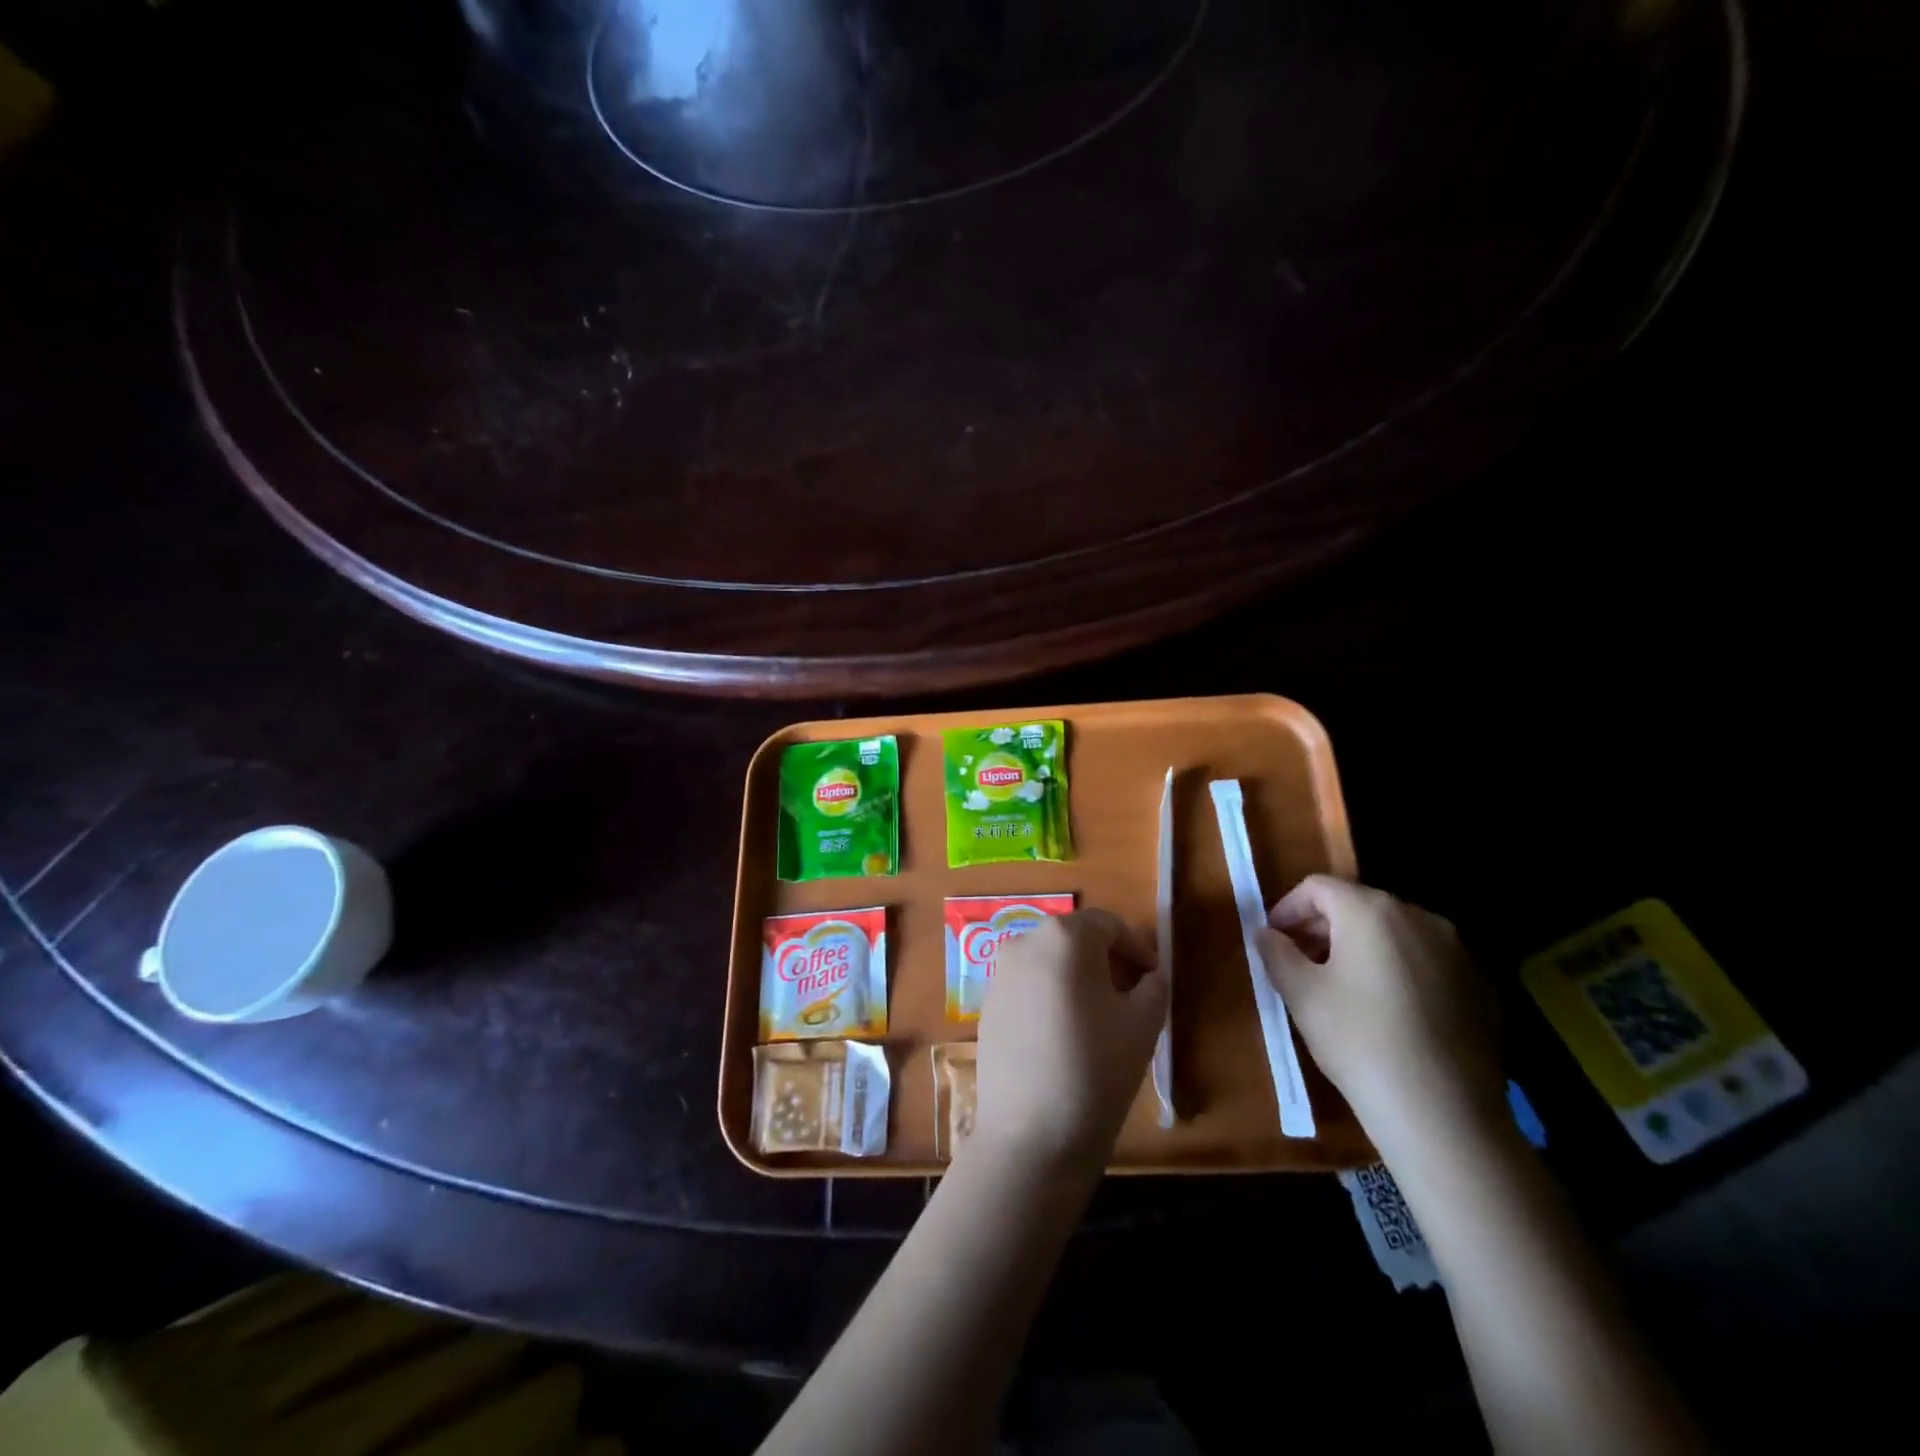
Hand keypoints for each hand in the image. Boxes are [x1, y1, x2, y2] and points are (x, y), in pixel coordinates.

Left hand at [971, 909, 1166, 1178]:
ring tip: (1100, 1017)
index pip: (1107, 924)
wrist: (1031, 1135)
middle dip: (1106, 960)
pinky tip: (1065, 1036)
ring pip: (1049, 961)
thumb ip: (1154, 986)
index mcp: (1064, 937)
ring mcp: (999, 973)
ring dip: (1077, 977)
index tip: (1153, 977)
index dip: (1136, 947)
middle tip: (1131, 995)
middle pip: (1074, 938)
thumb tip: (1150, 974)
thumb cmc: (1096, 1069)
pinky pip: (1028, 986)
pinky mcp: (986, 1004)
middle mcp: (1024, 943)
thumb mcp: (1143, 1024)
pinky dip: (1051, 995)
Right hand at [1257, 876, 1502, 1162]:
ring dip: (1361, 948)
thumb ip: (1276, 952)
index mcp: (1371, 911)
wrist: (1443, 1114)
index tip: (1272, 940)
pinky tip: (1388, 1012)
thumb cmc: (1358, 1040)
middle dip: (1323, 927)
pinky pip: (1426, 962)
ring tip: (1342, 988)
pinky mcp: (1480, 986)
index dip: (1287, 908)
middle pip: (1358, 906)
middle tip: (1301, 963)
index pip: (1318, 887)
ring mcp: (1457, 951)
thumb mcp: (1300, 993)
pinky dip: (1399, 971)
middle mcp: (1419, 917)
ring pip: (1394, 934)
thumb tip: (1266, 934)